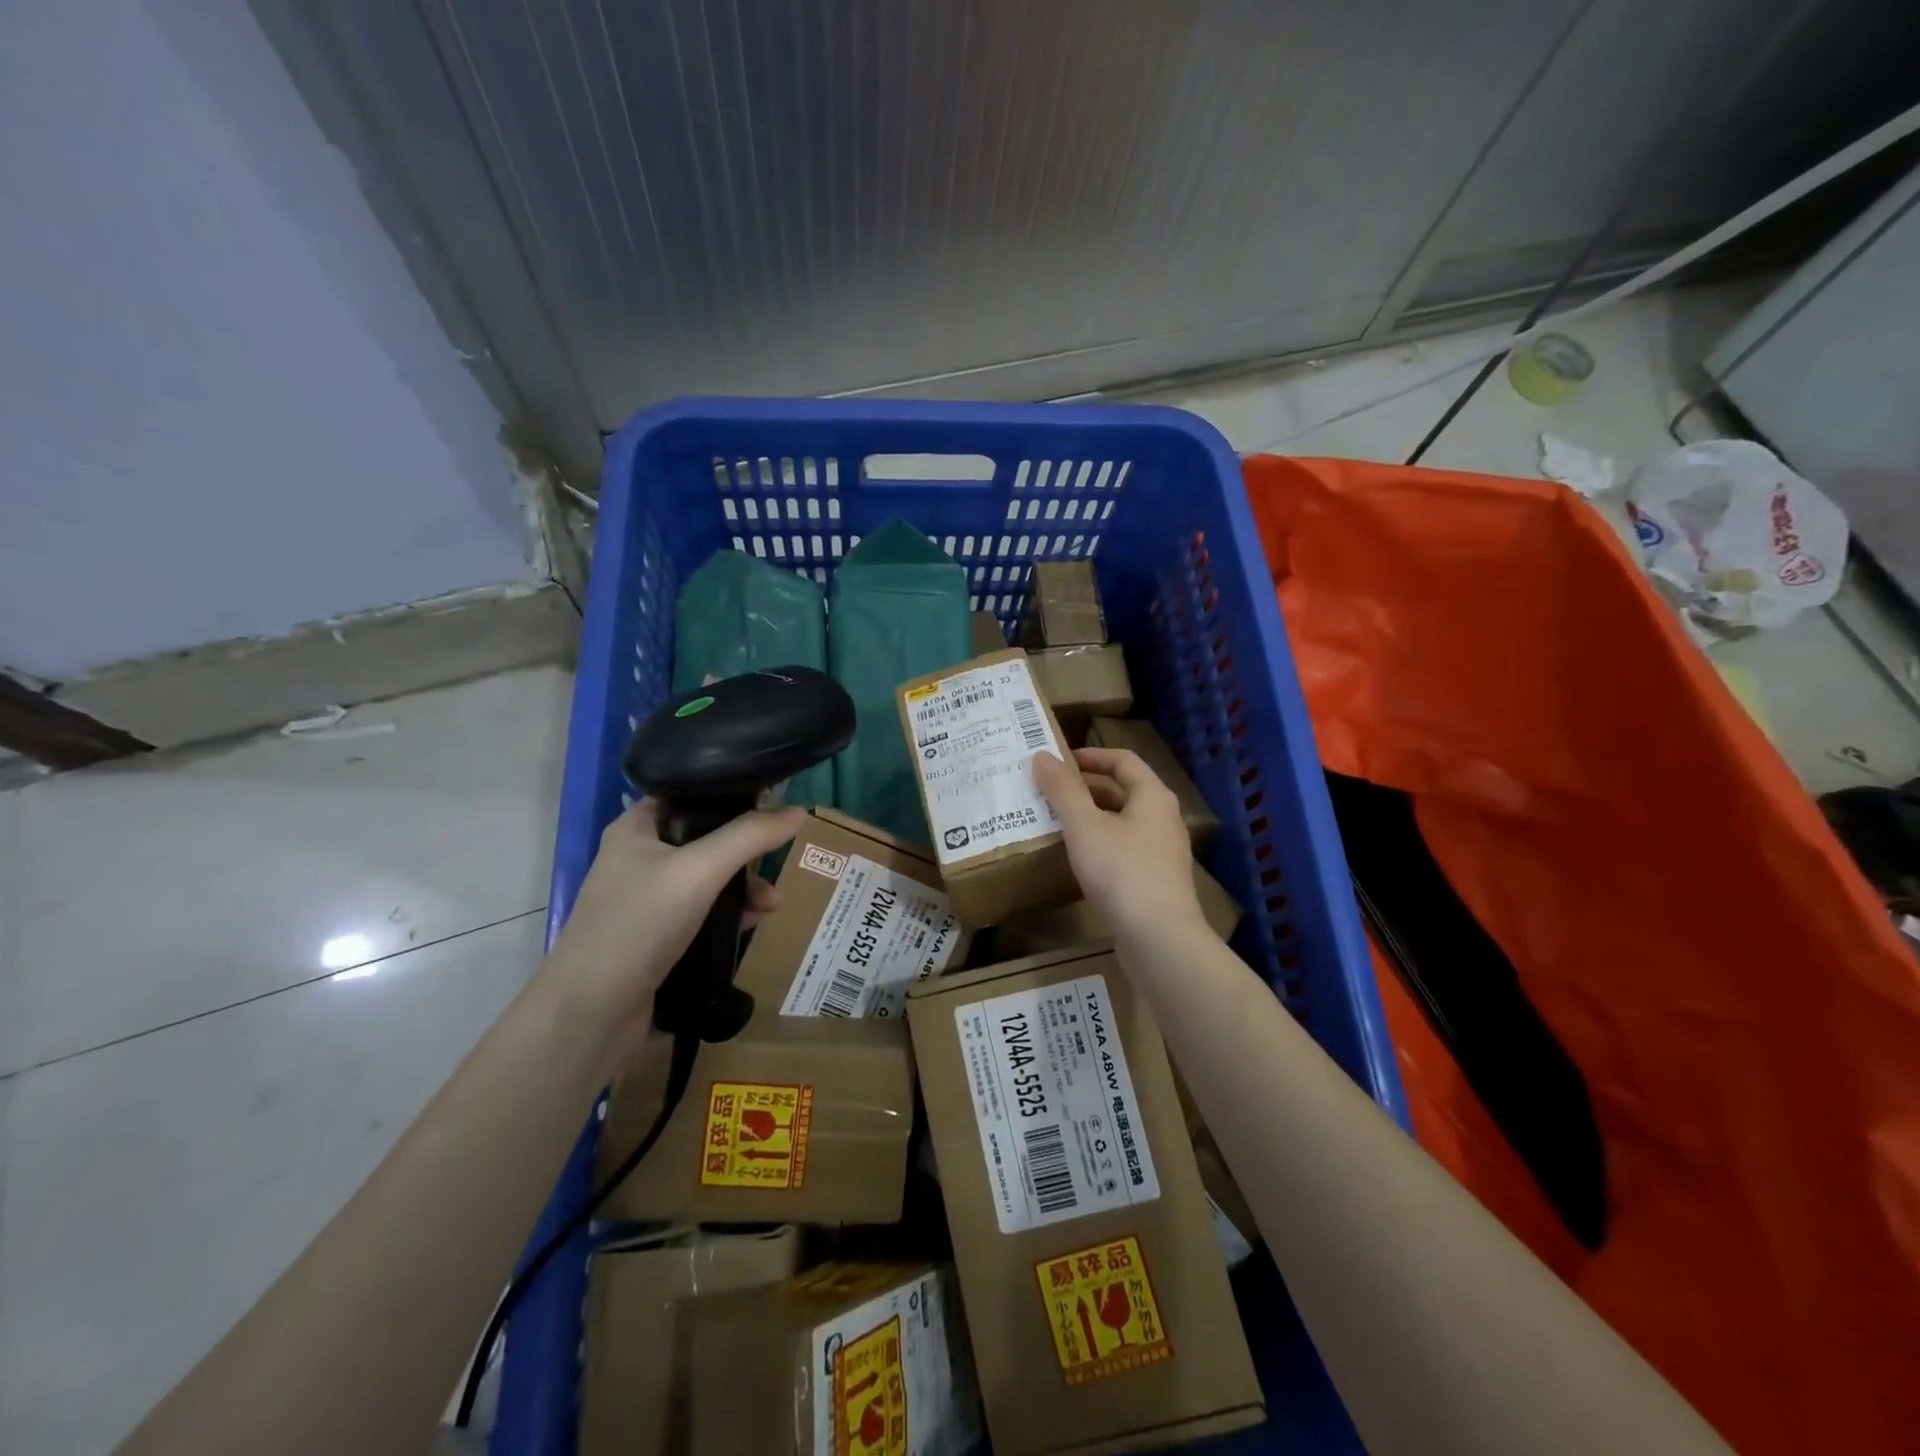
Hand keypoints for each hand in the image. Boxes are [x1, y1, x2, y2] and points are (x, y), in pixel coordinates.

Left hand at [545, 799, 802, 1057]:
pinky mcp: (655, 937)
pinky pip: (702, 913)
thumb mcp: (701, 870)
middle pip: (704, 837)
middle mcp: (638, 858)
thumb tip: (799, 811)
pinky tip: (753, 924)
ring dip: (742, 886)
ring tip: (772, 903)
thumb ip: (750, 836)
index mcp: (636, 828)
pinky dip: (728, 915)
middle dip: (745, 849)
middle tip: (778, 855)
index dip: (728, 793)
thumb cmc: (640, 924)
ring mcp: (645, 900)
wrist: (591, 1014)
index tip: (771, 800)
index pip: (688, 793)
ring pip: (707, 878)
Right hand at [1033, 747, 1205, 942]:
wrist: (1160, 939)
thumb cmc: (1122, 872)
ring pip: (1121, 823)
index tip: (1057, 762)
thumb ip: (1062, 789)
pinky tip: (1076, 860)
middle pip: (1122, 791)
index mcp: (1153, 796)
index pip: (1122, 760)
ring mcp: (1162, 852)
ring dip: (1090, 818)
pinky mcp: (1155, 881)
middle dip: (1084, 789)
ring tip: (1055, 823)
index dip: (1090, 756)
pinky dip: (1098, 845)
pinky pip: (1123, 850)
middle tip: (1048, 793)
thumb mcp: (1085, 826)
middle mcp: (1163, 819)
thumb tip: (1041, 755)